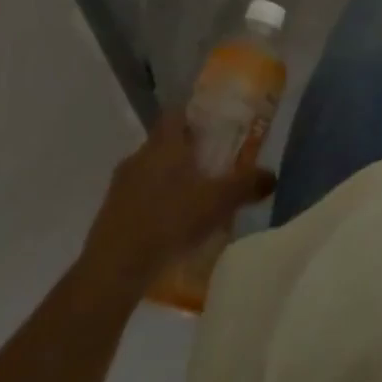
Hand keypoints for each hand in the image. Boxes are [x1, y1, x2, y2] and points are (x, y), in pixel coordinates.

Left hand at [80, 113, 277, 291]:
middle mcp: (140, 155)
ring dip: (167, 182)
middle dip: (185, 152)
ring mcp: (120, 185)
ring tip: (190, 203)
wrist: (113, 269)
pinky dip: (152, 207)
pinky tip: (167, 230)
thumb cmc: (168, 220)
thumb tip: (273, 175)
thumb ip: (246, 185)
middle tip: (209, 167)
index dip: (193, 116)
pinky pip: (137, 199)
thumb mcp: (217, 202)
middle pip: (165, 143)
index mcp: (164, 142)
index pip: (176, 112)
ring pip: (149, 172)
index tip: (212, 128)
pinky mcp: (109, 214)